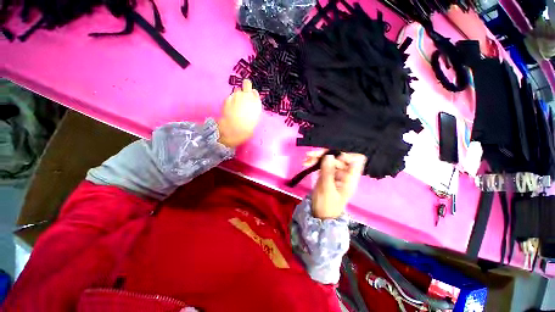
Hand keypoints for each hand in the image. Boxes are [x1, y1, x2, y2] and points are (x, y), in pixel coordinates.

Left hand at [217, 79, 262, 147]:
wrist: (236, 128)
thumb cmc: (248, 126)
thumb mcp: (255, 117)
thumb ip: (254, 107)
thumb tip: (251, 104)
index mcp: (256, 101)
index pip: (254, 91)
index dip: (252, 94)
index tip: (250, 98)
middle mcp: (247, 95)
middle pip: (246, 83)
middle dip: (245, 87)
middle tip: (243, 95)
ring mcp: (236, 95)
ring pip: (236, 90)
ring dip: (237, 95)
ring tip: (236, 105)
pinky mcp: (227, 98)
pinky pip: (229, 97)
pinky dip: (230, 101)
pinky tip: (230, 109)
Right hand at [305, 151, 366, 218]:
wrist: (319, 215)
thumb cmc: (326, 205)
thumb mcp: (327, 189)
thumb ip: (328, 172)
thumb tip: (329, 155)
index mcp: (350, 178)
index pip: (356, 160)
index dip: (346, 154)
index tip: (332, 155)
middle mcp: (344, 173)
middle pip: (339, 157)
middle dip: (325, 154)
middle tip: (310, 155)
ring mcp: (335, 172)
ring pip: (329, 158)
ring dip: (317, 157)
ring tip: (306, 159)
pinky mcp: (327, 173)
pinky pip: (322, 163)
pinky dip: (315, 161)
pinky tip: (307, 163)